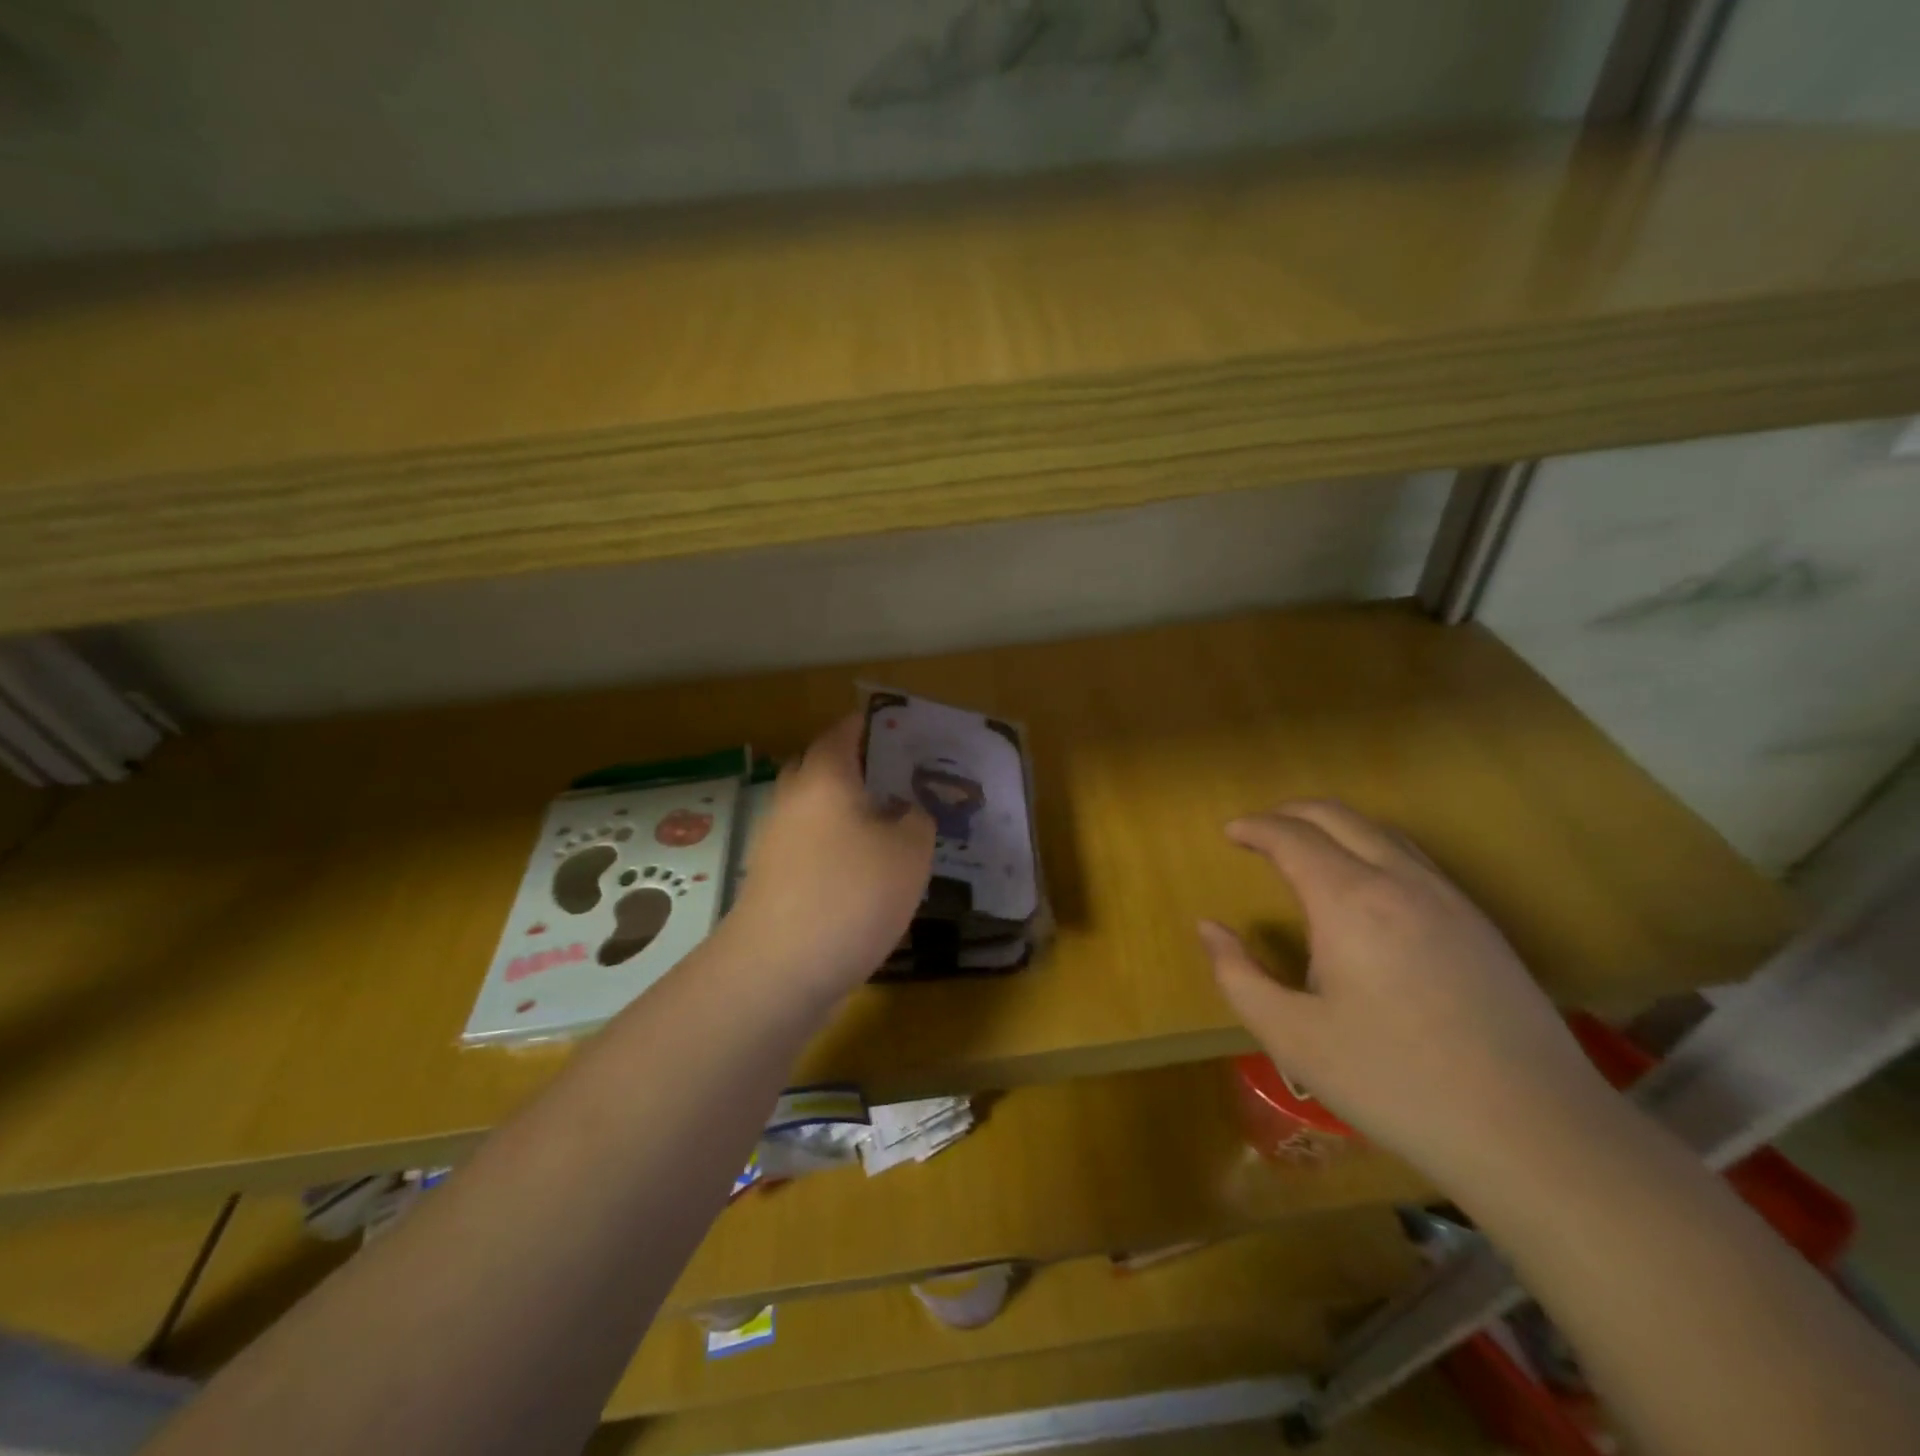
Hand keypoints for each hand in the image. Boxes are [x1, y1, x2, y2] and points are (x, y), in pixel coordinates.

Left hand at [723, 715, 934, 996]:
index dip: (870, 725)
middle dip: (856, 768)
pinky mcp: (773, 880)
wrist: (780, 969)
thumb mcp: (910, 852)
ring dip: (846, 813)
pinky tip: (865, 875)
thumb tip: (905, 812)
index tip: (898, 729)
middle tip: (898, 780)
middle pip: (822, 767)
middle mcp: (793, 800)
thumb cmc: (852, 894)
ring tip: (890, 829)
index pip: (844, 732)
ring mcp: (776, 841)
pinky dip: (835, 849)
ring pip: (815, 811)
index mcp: (825, 777)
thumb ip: (916, 820)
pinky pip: (810, 848)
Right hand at [1199, 801, 1617, 1195]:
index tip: (1230, 832)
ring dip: (1334, 826)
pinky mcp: (1479, 923)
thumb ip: (1239, 976)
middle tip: (1259, 829)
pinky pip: (1414, 858)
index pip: (1292, 837)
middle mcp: (1400, 881)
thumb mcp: (1294, 1038)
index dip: (1255, 828)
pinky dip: (1372, 846)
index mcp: (1349, 901)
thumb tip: (1209, 929)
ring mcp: (1448, 898)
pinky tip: (1366, 883)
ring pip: (1382, 831)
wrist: (1535, 1131)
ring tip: (1305, 846)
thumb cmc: (1396, 1083)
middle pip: (1338, 816)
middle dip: (1291, 813)